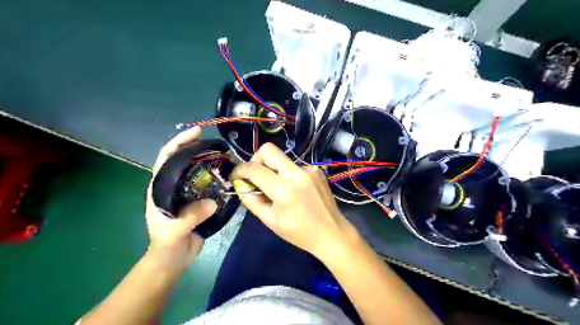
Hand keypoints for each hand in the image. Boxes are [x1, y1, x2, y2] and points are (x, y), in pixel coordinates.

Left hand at [145, 127, 216, 273]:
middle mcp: (172, 186)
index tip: (196, 132)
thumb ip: (190, 217)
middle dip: (197, 147)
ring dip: (209, 160)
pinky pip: (209, 183)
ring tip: (225, 156)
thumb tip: (212, 202)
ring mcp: (186, 192)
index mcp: (160, 188)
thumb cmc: (167, 246)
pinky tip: (228, 174)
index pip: (166, 158)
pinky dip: (217, 176)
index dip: (179, 142)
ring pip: (197, 170)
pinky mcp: (198, 200)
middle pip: (183, 159)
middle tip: (216, 142)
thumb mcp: (174, 233)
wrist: (173, 259)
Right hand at [228, 143, 356, 260]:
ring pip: (282, 159)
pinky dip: (288, 175)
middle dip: (256, 159)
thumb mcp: (270, 221)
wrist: (331, 233)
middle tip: (255, 176)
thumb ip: (251, 201)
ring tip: (277, 190)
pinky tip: (294, 191)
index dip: (239, 170)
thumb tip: (241, 185)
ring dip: (273, 170)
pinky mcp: (317, 170)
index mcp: (283, 189)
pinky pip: (294, 166)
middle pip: (269, 150)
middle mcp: (297, 173)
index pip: (254, 168)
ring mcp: (309, 169)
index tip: (235, 176)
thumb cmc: (299, 233)